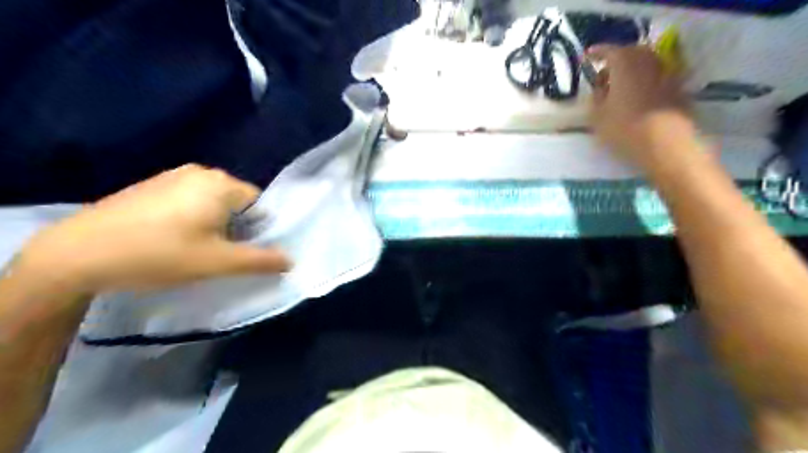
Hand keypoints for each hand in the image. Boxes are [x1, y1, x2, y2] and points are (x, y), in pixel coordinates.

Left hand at [13, 163, 290, 293]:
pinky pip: (188, 199)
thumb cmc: (160, 254)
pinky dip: (191, 217)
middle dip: (235, 226)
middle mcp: (201, 171)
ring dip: (213, 223)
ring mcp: (172, 175)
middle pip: (237, 201)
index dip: (257, 229)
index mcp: (222, 184)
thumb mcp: (218, 262)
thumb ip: (260, 261)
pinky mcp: (151, 184)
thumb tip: (291, 260)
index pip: (260, 204)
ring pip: (212, 201)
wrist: (78, 253)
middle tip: (218, 252)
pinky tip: (170, 238)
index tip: (241, 250)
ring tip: (194, 248)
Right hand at [588, 45, 694, 171]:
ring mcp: (666, 73)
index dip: (597, 53)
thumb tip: (599, 88)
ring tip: (620, 87)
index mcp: (625, 65)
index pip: (609, 51)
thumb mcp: (597, 117)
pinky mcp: (677, 87)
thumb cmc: (624, 129)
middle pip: (631, 52)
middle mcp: (647, 62)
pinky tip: (638, 96)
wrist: (665, 143)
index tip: (588, 57)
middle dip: (616, 60)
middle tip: (604, 75)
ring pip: (646, 63)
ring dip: (632, 69)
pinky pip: (657, 76)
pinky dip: (645, 80)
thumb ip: (596, 98)